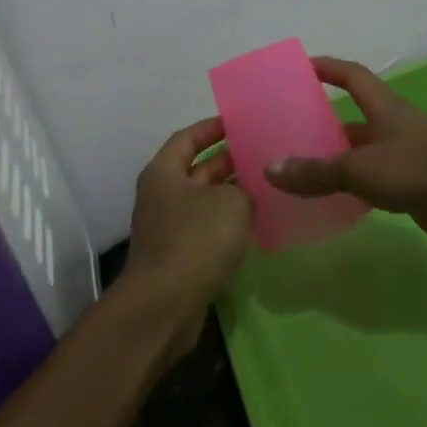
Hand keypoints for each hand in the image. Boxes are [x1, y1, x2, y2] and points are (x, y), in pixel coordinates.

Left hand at [122, 117, 253, 356]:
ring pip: (203, 200)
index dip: (213, 128)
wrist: (166, 303)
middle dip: (227, 160)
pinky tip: (254, 221)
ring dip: (230, 192)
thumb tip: (244, 194)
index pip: (188, 138)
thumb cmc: (196, 239)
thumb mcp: (231, 203)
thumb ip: (243, 189)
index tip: (240, 122)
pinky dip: (227, 220)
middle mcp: (161, 195)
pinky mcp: (178, 255)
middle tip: (261, 152)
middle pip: (196, 169)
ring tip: (265, 184)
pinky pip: (205, 227)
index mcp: (164, 172)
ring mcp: (168, 226)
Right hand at [263, 57, 426, 248]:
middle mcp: (392, 128)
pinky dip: (349, 190)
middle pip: (351, 120)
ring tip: (296, 172)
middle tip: (285, 134)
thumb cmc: (420, 168)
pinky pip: (371, 184)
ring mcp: (403, 159)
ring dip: (333, 161)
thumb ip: (317, 172)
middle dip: (322, 124)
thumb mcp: (361, 168)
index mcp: (383, 108)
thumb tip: (270, 169)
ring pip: (360, 155)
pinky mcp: (411, 188)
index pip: (352, 76)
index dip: (328, 68)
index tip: (301, 66)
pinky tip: (327, 202)